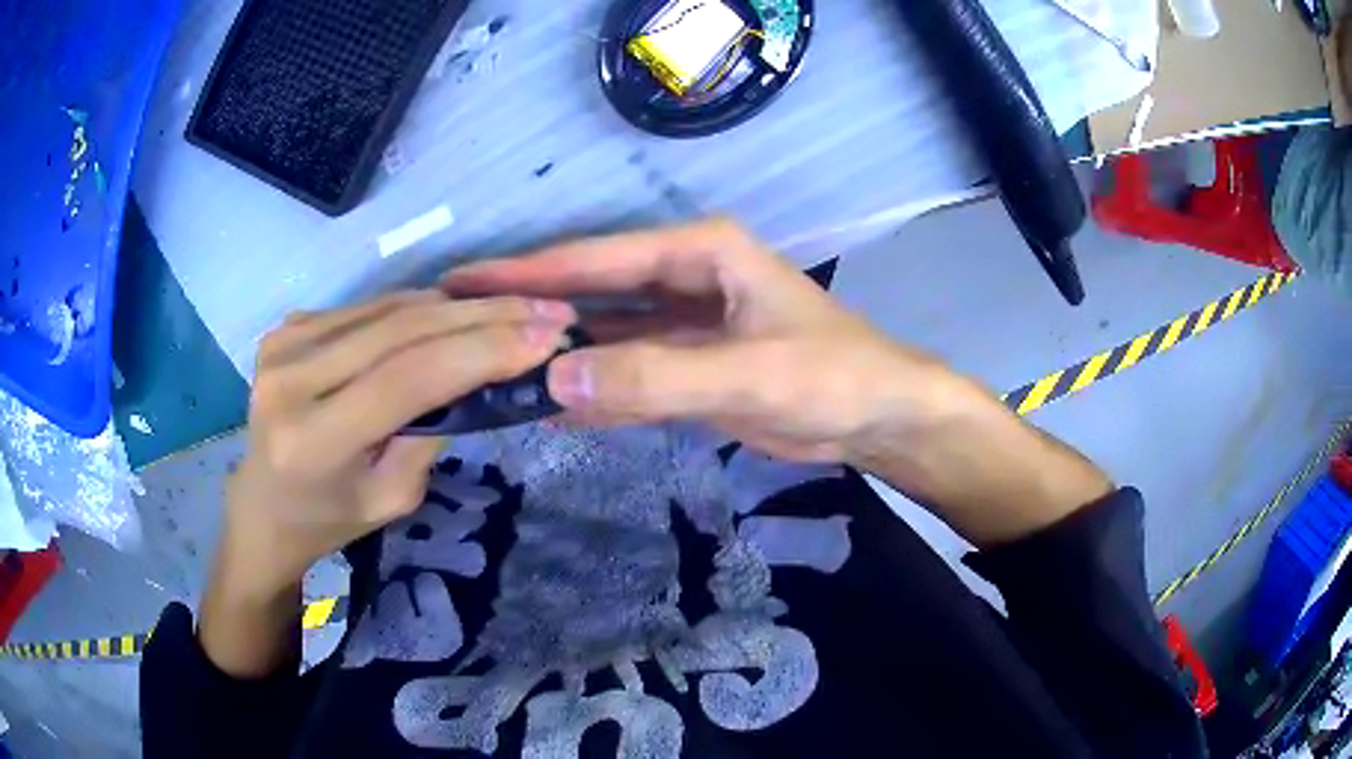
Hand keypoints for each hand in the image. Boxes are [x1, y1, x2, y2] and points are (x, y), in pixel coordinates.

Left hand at [202, 290, 573, 676]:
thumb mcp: (392, 498)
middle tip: (548, 311)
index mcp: (311, 440)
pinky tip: (456, 313)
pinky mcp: (287, 326)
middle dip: (484, 317)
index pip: (407, 378)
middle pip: (401, 331)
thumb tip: (484, 372)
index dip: (482, 351)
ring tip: (515, 307)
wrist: (262, 504)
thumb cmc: (329, 519)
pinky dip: (419, 309)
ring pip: (390, 308)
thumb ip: (432, 433)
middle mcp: (289, 379)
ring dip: (458, 306)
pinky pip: (369, 308)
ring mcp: (283, 343)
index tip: (548, 336)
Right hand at [441, 219, 960, 462]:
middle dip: (532, 307)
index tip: (464, 280)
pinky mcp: (691, 365)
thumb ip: (654, 377)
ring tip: (492, 365)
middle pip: (592, 290)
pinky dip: (593, 389)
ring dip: (558, 351)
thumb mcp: (748, 375)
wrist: (878, 417)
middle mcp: (685, 278)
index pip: (597, 259)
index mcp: (700, 253)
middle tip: (461, 321)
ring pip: (605, 334)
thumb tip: (555, 380)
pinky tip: (550, 407)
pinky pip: (628, 372)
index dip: (528, 271)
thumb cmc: (831, 378)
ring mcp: (685, 324)